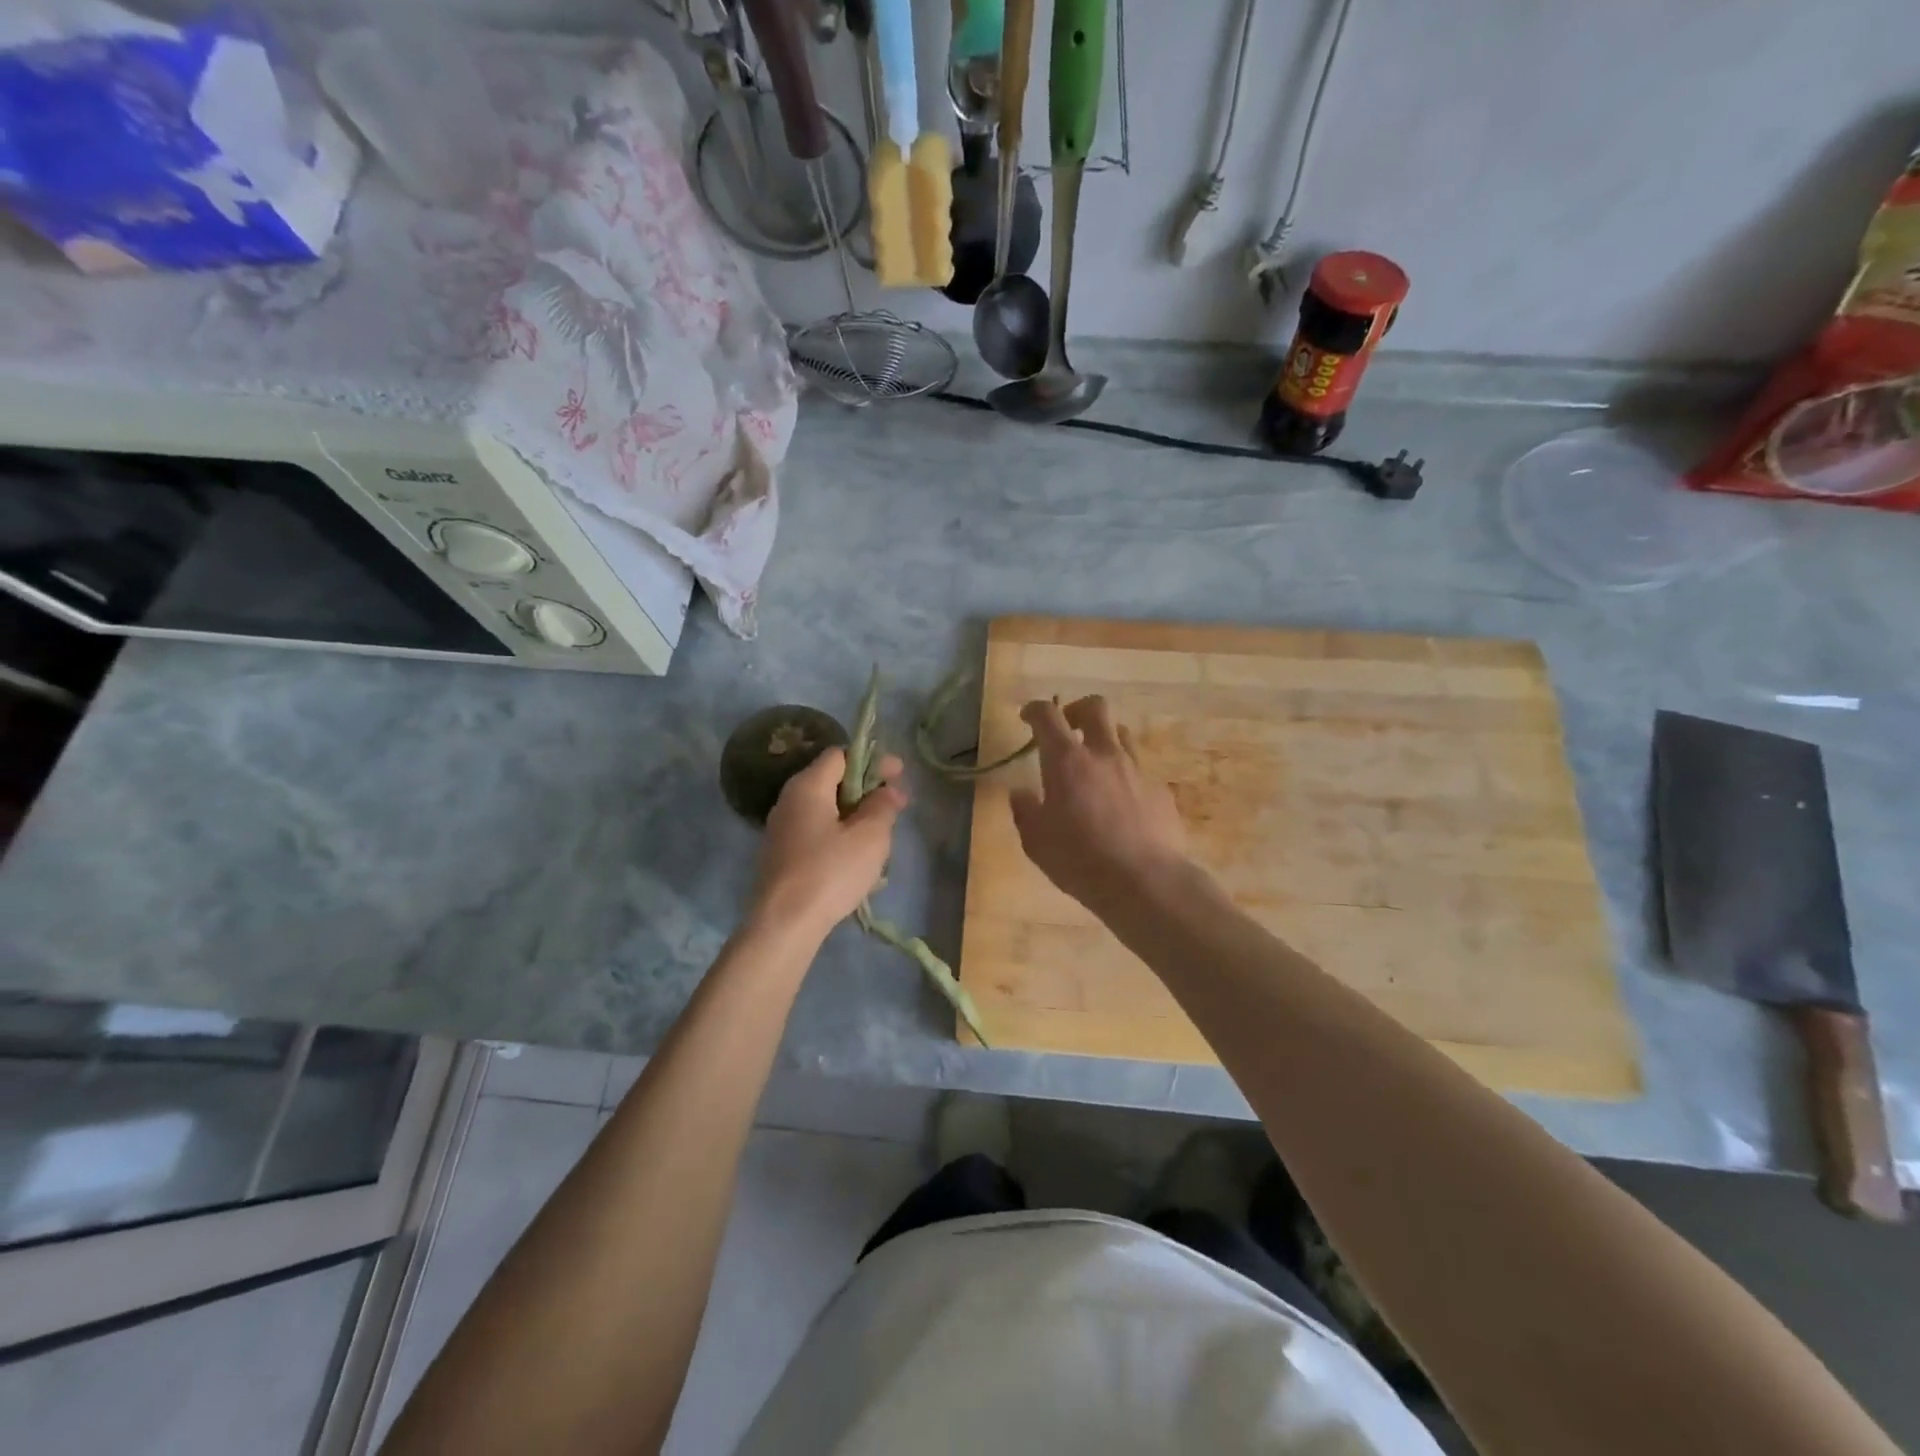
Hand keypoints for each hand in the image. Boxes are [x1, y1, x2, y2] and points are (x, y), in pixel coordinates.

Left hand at [749, 747, 905, 939]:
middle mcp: (789, 800)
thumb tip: (888, 790)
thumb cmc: (830, 872)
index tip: (899, 775)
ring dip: (856, 813)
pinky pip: (816, 831)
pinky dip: (840, 833)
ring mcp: (782, 829)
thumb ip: (883, 806)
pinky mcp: (781, 854)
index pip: (840, 755)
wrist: (784, 924)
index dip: (873, 760)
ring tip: (883, 832)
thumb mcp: (870, 837)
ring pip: (825, 808)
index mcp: (808, 786)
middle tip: (897, 804)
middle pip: (832, 780)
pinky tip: (858, 855)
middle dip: (867, 788)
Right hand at [1010, 697, 1188, 912]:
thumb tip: (1020, 793)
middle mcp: (1104, 755)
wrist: (1145, 881)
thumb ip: (1026, 811)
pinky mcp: (1159, 790)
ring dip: (1104, 738)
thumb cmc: (1080, 860)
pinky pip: (1139, 769)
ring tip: (1094, 763)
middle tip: (1067, 728)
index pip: (1048, 716)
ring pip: (1122, 733)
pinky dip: (1124, 775)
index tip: (1027, 717)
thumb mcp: (1036, 841)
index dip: (1035, 709)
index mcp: (1067, 761)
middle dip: (1077, 709)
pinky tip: (1120, 803)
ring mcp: (1137, 770)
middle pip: (1095, 707)